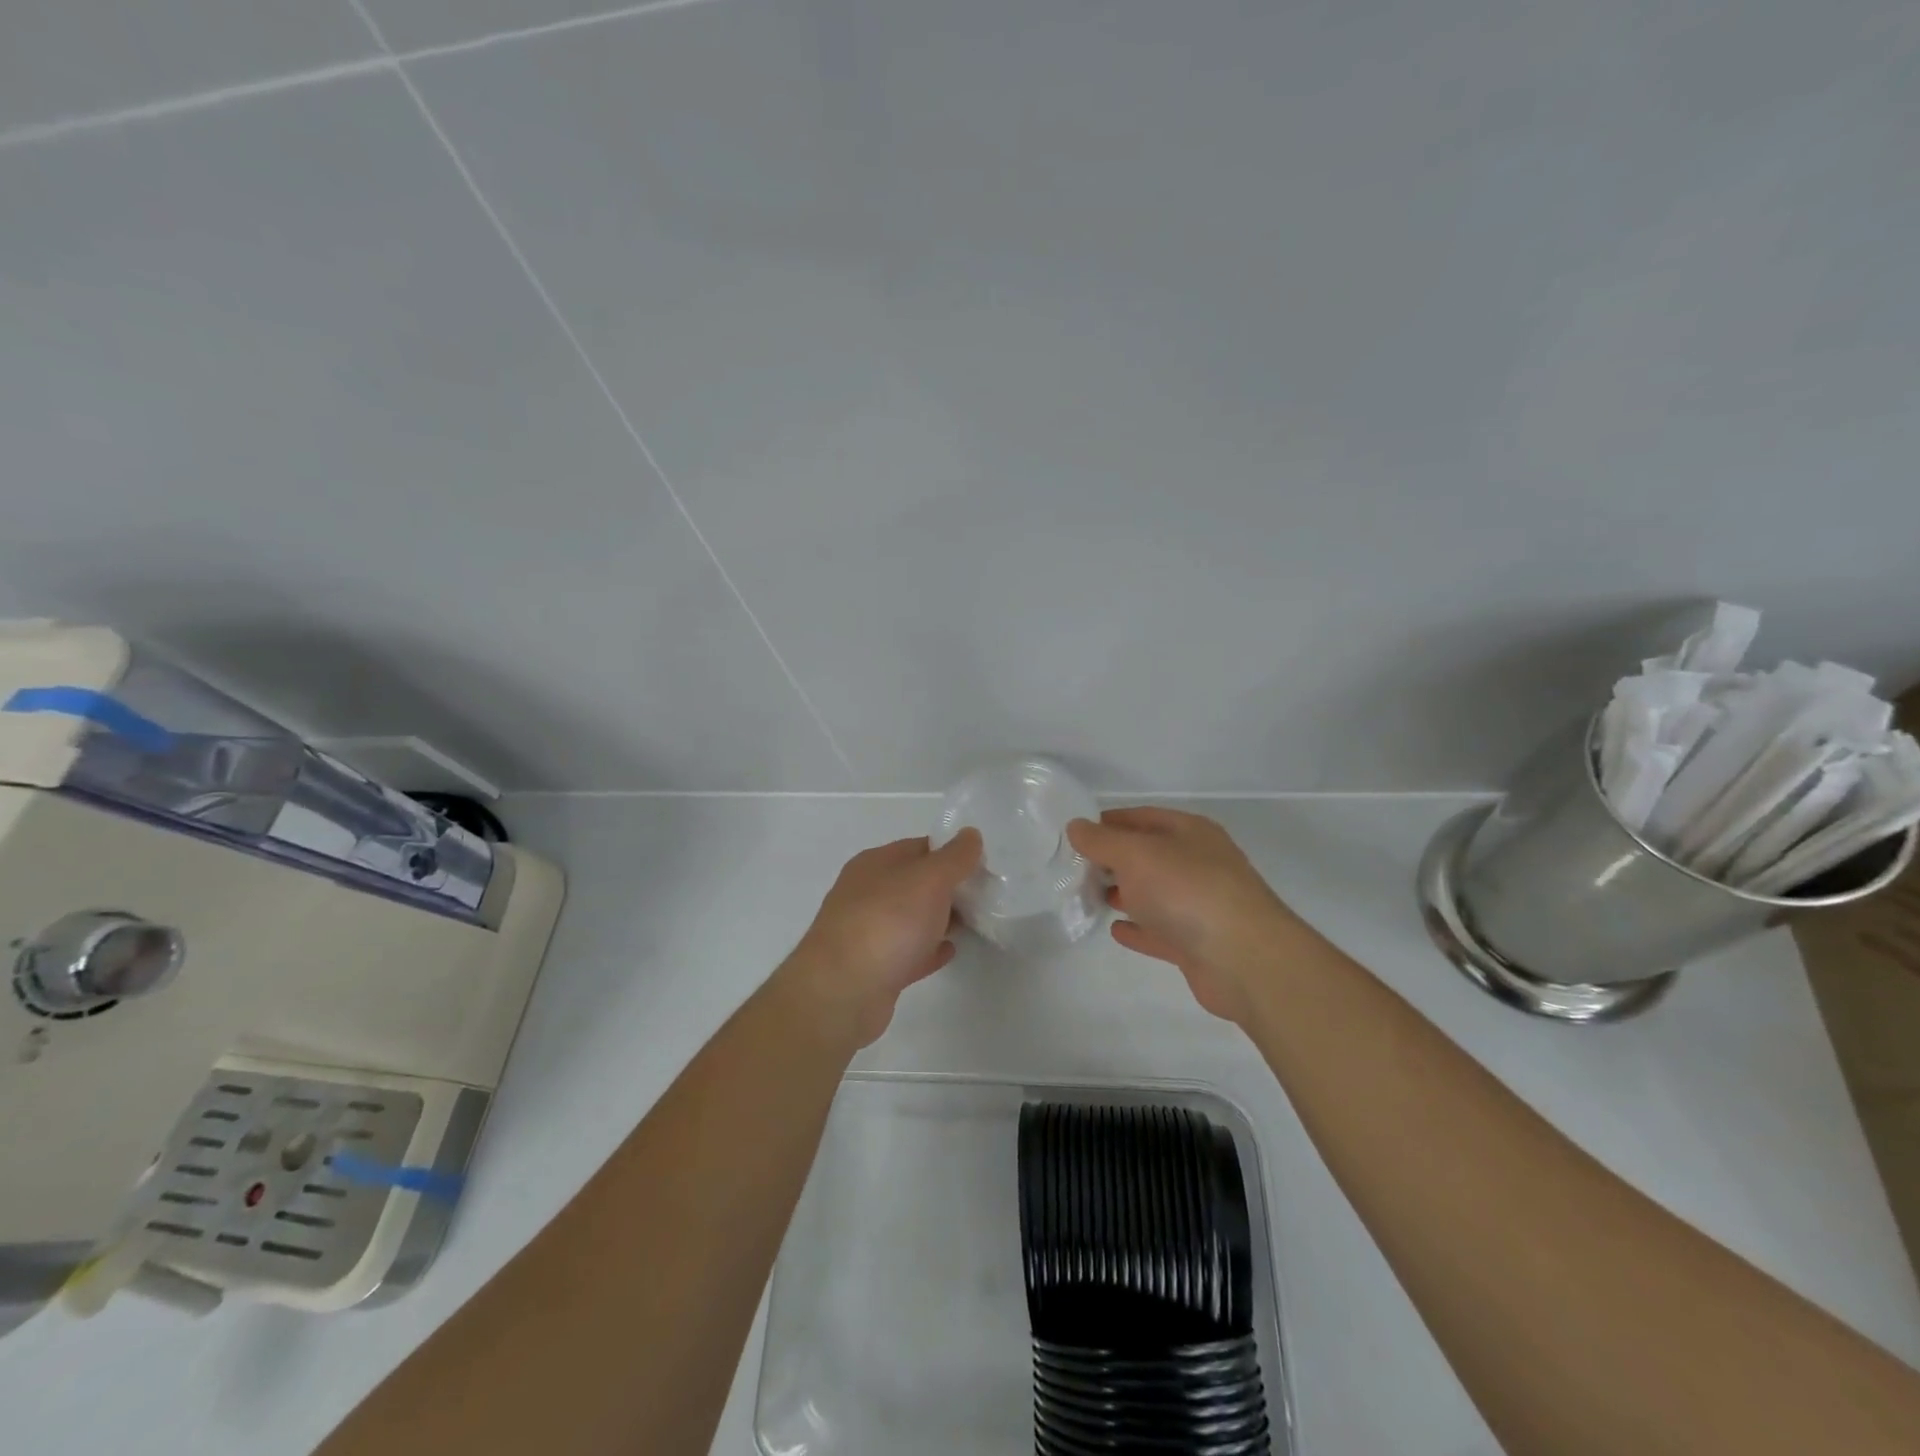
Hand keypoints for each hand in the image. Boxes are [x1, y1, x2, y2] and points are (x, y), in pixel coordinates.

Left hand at [780, 830, 982, 1048]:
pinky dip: (929, 949)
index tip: (982, 865)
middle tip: (983, 896)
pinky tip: (950, 951)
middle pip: (915, 883)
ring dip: (940, 918)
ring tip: (973, 923)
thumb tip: (970, 834)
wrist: (843, 992)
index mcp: (875, 864)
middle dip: (948, 888)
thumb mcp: (929, 878)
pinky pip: (908, 952)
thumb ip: (954, 857)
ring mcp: (867, 932)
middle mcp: (867, 893)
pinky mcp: (873, 969)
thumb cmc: (888, 922)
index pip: (919, 847)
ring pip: (911, 918)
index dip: (951, 853)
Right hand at [1067, 807, 1296, 1024]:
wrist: (1244, 959)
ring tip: (1088, 896)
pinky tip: (1115, 929)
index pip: (1142, 817)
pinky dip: (1138, 928)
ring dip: (1124, 894)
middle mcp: (1198, 863)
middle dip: (1112, 860)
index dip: (1108, 822)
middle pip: (1148, 855)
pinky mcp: (1198, 943)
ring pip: (1154, 893)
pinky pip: (1160, 930)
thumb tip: (1076, 826)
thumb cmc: (1187, 891)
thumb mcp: (1136, 854)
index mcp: (1190, 832)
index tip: (1075, 834)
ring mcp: (1200, 905)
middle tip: (1075, 869)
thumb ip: (1102, 841)